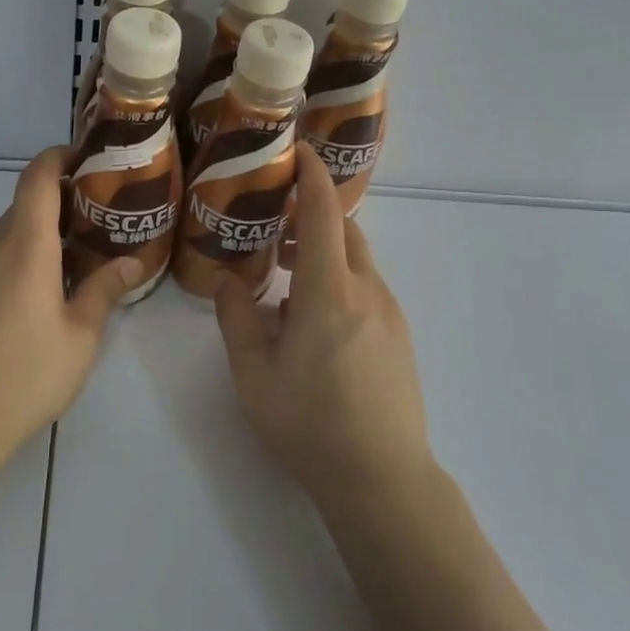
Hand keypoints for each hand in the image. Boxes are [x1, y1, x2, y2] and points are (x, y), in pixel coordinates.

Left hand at [0, 145, 141, 475]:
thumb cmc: (23, 376)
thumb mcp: (80, 337)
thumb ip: (106, 290)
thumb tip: (132, 262)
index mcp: (24, 245)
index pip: (37, 176)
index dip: (60, 156)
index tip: (88, 158)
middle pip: (24, 206)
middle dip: (61, 205)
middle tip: (99, 224)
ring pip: (7, 237)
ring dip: (39, 239)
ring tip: (74, 267)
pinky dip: (17, 263)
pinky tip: (34, 303)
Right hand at [215, 143, 431, 508]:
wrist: (382, 479)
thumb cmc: (310, 423)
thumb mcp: (254, 373)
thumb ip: (237, 318)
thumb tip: (229, 280)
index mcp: (329, 291)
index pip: (324, 212)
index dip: (312, 175)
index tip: (297, 151)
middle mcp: (367, 291)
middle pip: (344, 231)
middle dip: (312, 215)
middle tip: (275, 224)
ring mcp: (390, 314)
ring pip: (356, 262)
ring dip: (324, 252)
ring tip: (286, 276)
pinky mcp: (400, 337)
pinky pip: (366, 290)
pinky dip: (338, 281)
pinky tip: (312, 321)